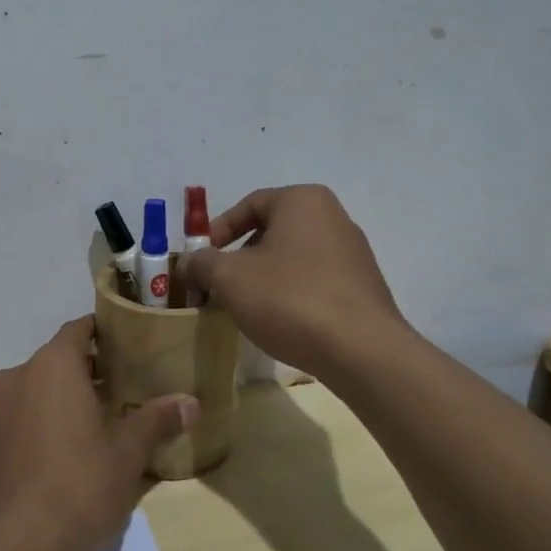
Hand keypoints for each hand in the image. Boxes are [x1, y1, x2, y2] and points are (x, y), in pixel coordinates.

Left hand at [0, 317, 196, 550]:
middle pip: (56, 361)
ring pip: (34, 391)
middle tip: (122, 391)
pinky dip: (38, 425)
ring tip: (94, 426)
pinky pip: (17, 420)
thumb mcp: (127, 454)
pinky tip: (60, 457)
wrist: (12, 547)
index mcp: (52, 366)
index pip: (78, 329)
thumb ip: (157, 420)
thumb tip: (191, 402)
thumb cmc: (78, 486)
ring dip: (60, 400)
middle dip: (86, 372)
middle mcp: (16, 377)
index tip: (128, 345)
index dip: (103, 333)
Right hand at [179, 185, 404, 379]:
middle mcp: (333, 217)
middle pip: (271, 231)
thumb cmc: (289, 299)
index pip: (249, 204)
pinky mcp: (362, 286)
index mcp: (303, 201)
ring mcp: (353, 252)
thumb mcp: (229, 278)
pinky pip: (314, 280)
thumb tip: (188, 262)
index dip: (217, 231)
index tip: (201, 261)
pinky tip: (279, 321)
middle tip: (218, 286)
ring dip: (263, 278)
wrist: (360, 350)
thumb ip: (201, 263)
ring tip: (244, 307)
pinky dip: (290, 294)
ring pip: (292, 258)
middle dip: (239, 258)